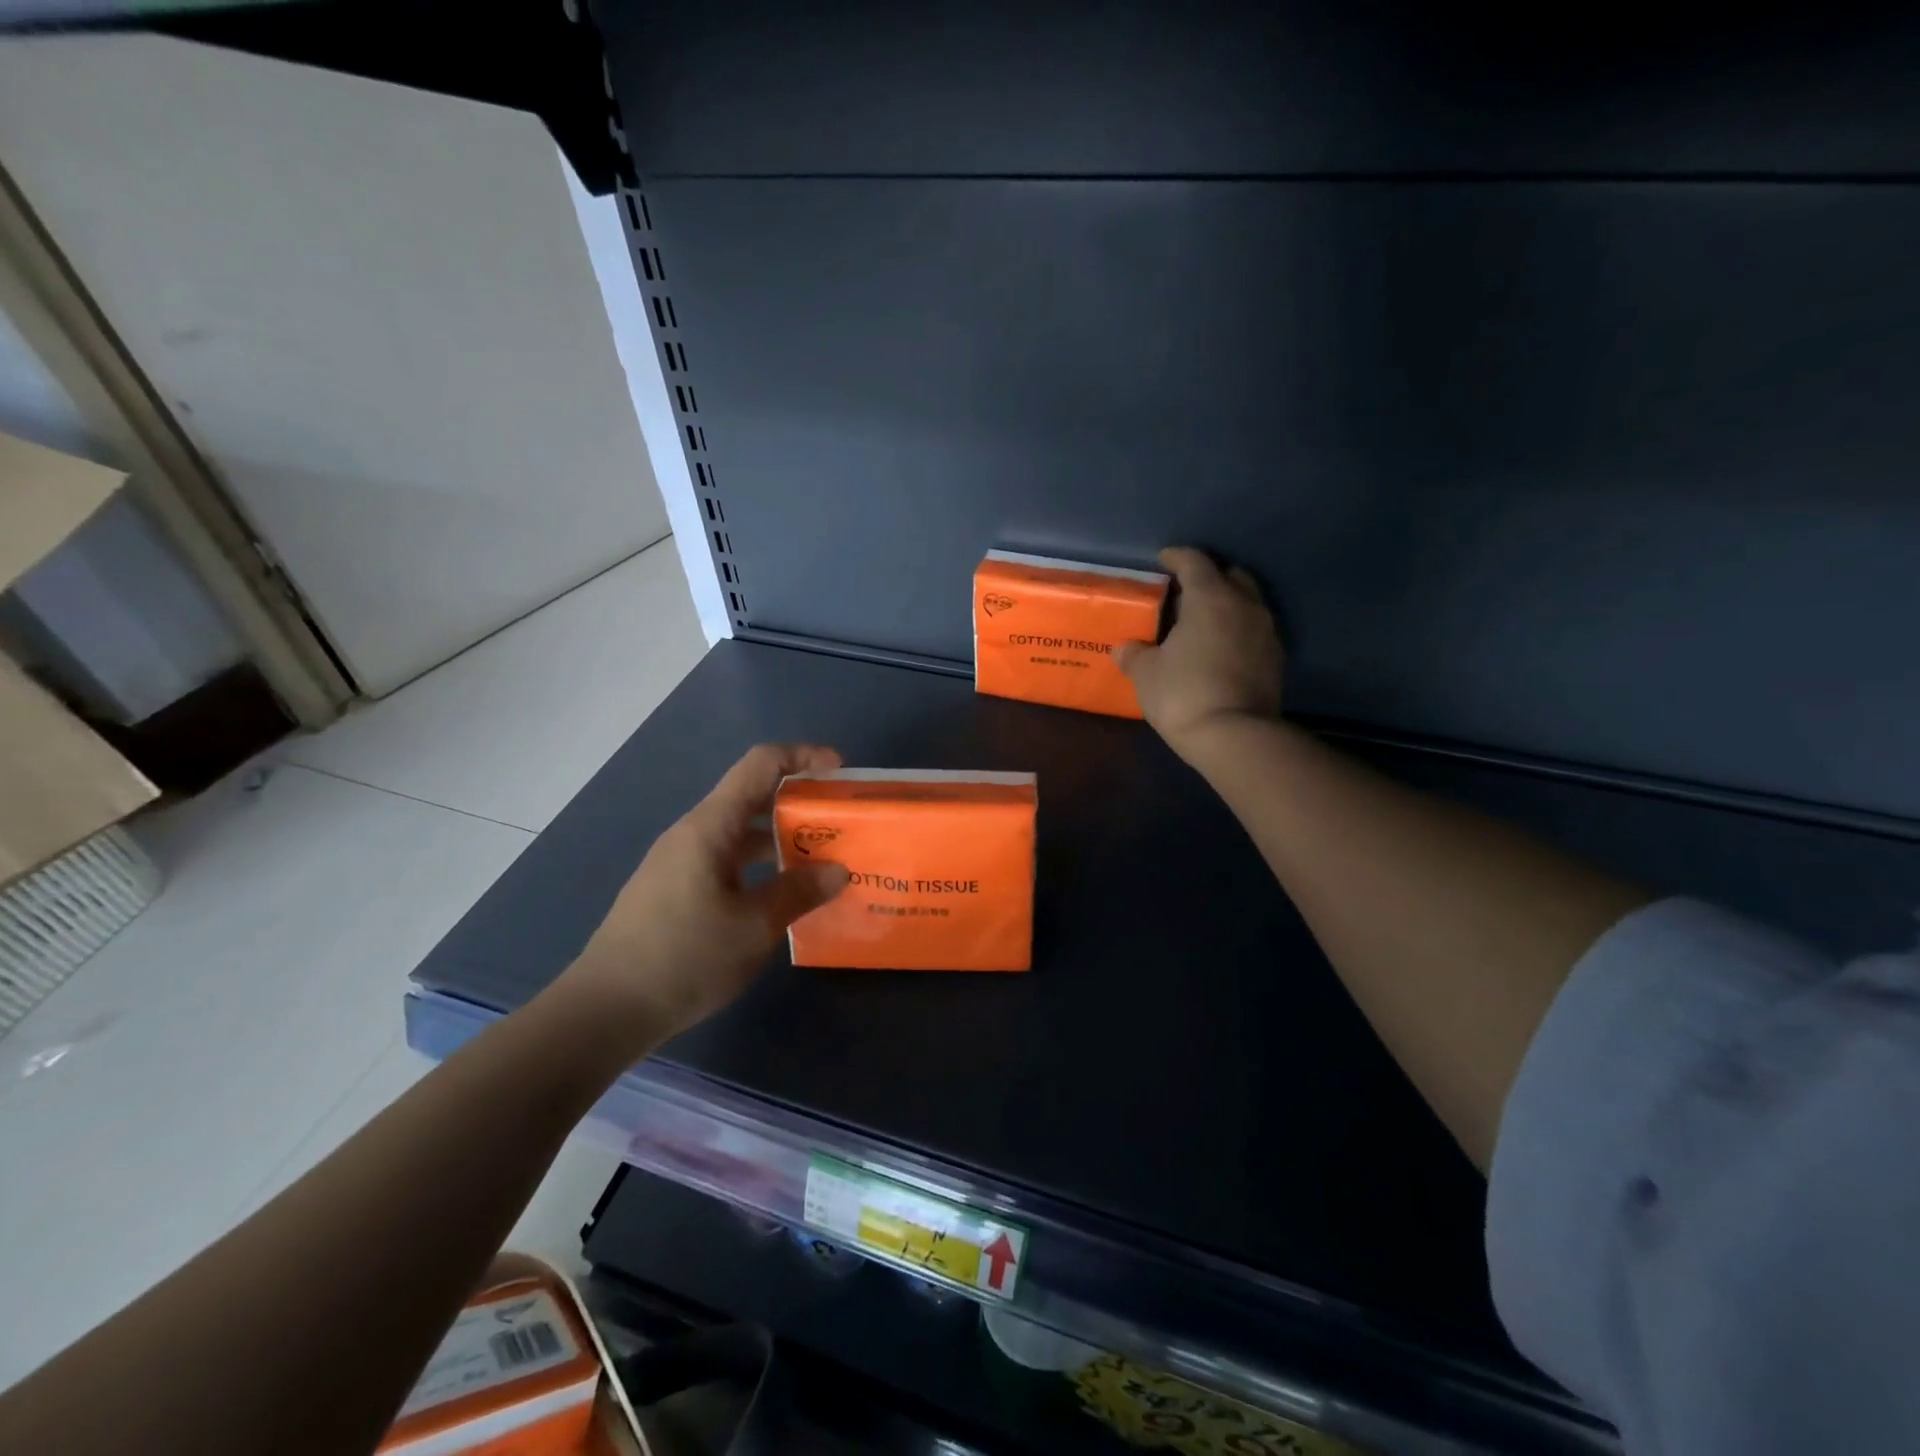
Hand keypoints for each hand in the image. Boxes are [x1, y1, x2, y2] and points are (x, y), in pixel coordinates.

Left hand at [558, 743, 849, 1043]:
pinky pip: (727, 861)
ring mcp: (680, 862)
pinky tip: (781, 897)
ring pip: (740, 834)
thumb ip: (799, 892)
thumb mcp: (754, 927)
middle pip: (752, 797)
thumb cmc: (684, 957)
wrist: (605, 1010)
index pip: (760, 765)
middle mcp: (693, 834)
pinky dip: (760, 866)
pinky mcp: (674, 890)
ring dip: (781, 839)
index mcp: (711, 827)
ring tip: (822, 862)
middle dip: (799, 803)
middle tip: (840, 826)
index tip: (839, 772)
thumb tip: (838, 870)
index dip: (802, 756)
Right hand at [1117, 547, 1284, 756]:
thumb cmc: (1183, 693)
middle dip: (1209, 576)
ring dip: (1227, 605)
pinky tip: (1220, 648)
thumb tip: (1125, 648)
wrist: (1234, 736)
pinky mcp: (1276, 659)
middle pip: (1231, 575)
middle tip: (1186, 590)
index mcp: (1210, 598)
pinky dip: (1237, 631)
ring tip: (1203, 621)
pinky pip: (1254, 631)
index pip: (1194, 562)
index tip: (1163, 559)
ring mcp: (1266, 632)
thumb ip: (1134, 654)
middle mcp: (1244, 605)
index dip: (1177, 557)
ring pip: (1247, 603)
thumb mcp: (1146, 673)